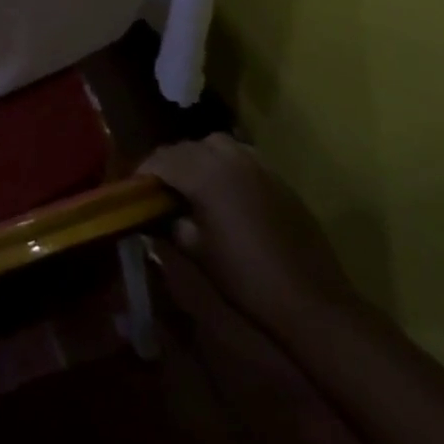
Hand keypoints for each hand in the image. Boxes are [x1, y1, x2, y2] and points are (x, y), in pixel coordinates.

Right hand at [141, 134, 359, 334]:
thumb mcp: (196, 250)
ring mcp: (257, 165)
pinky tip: (226, 191)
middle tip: (159, 190)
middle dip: (168, 164)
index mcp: (204, 174)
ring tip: (193, 184)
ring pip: (216, 144)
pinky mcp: (278, 178)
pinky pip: (242, 156)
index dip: (142, 172)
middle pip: (186, 147)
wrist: (310, 300)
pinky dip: (226, 164)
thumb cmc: (244, 276)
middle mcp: (229, 159)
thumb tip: (158, 213)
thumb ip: (171, 223)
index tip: (134, 190)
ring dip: (198, 157)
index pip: (161, 159)